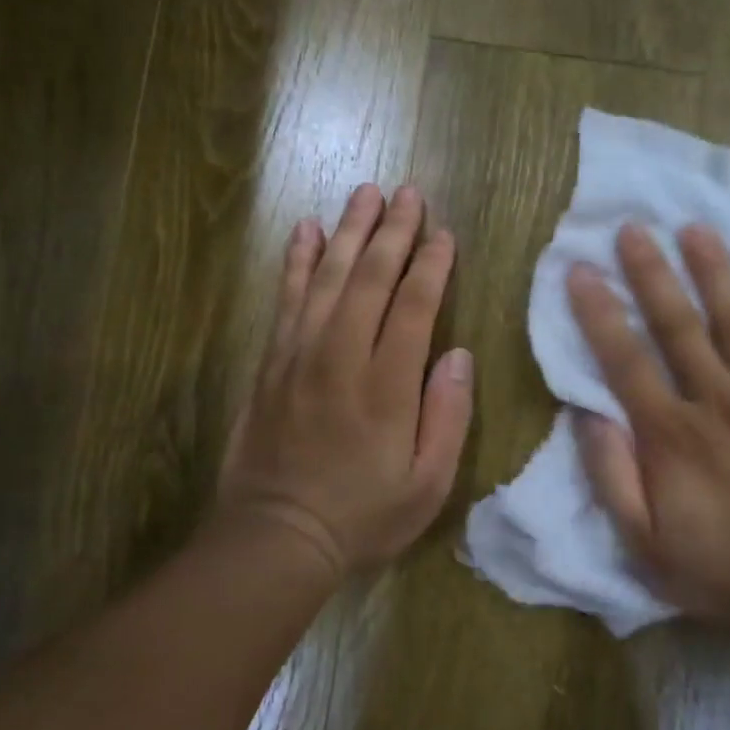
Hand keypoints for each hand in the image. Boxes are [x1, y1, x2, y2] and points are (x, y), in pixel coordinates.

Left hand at [217, 184, 474, 581]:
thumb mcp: (427, 485)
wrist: (276, 536)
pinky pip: (285, 298)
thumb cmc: (363, 515)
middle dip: (393, 231)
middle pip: (370, 278)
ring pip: (327, 277)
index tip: (444, 233)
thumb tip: (457, 354)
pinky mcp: (271, 362)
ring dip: (349, 232)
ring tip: (365, 193)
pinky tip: (306, 230)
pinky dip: (296, 260)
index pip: (414, 305)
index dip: (431, 264)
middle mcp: (341, 356)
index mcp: (387, 385)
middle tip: (408, 192)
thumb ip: (447, 417)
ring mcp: (300, 355)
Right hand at [566, 224, 729, 620]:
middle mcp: (717, 403)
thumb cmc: (720, 568)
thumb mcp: (644, 543)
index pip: (625, 360)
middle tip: (632, 228)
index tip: (580, 270)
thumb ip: (612, 477)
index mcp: (670, 435)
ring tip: (695, 228)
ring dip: (713, 272)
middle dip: (652, 273)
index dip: (599, 312)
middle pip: (679, 326)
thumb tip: (586, 415)